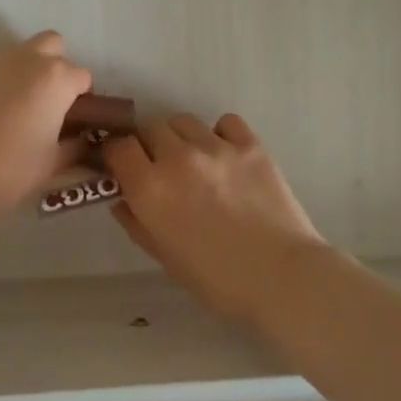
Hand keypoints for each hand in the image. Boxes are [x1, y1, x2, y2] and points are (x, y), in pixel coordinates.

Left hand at [0, 32, 92, 229]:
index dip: (82, 97)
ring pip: (15, 54)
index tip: (73, 118)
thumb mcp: (53, 163)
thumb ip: (74, 145)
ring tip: (12, 108)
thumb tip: (81, 139)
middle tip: (47, 99)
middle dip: (55, 64)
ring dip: (22, 72)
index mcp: (54, 78)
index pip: (82, 76)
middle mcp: (23, 59)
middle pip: (51, 44)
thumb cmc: (11, 171)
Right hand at [105, 113, 326, 324]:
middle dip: (149, 144)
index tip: (124, 167)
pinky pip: (224, 122)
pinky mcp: (249, 144)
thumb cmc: (218, 280)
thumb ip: (137, 223)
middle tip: (160, 166)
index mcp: (150, 188)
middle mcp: (177, 158)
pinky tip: (226, 156)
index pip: (118, 147)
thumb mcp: (165, 257)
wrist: (283, 278)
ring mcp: (215, 147)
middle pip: (149, 127)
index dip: (117, 155)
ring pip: (183, 120)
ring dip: (181, 137)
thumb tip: (122, 200)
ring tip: (195, 160)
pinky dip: (220, 133)